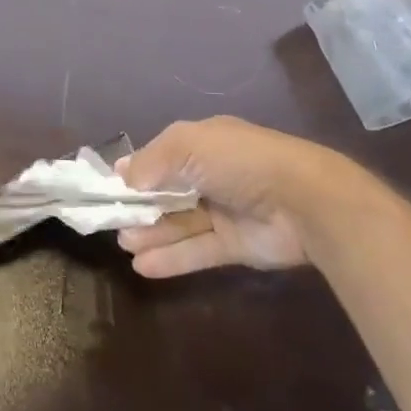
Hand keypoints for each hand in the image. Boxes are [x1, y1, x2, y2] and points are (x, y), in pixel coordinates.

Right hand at [115, 117, 363, 278]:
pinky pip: (197, 251)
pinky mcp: (235, 245)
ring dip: (151, 233)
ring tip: (125, 245)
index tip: (108, 189)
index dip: (135, 173)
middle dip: (139, 208)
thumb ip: (150, 161)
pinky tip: (143, 267)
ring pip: (179, 224)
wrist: (302, 200)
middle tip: (113, 223)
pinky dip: (171, 258)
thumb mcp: (186, 145)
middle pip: (167, 193)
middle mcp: (211, 175)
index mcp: (202, 144)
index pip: (160, 158)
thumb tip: (122, 177)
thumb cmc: (238, 162)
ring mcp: (224, 211)